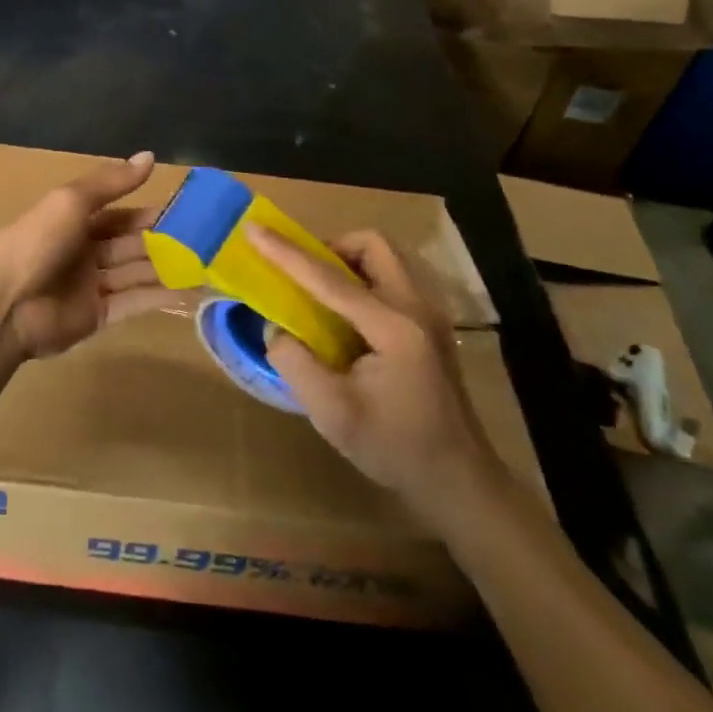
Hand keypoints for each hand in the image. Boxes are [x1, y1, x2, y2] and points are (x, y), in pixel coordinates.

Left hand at [0, 152, 195, 360]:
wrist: (4, 306)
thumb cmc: (35, 242)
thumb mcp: (71, 201)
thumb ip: (111, 182)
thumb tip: (150, 156)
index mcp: (72, 221)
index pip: (118, 214)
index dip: (148, 212)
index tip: (186, 209)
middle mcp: (83, 251)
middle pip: (129, 244)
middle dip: (163, 241)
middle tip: (206, 238)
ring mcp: (90, 285)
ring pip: (135, 272)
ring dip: (167, 268)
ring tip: (208, 263)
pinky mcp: (96, 316)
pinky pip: (133, 302)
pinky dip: (159, 296)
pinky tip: (190, 290)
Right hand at [252, 225, 507, 536]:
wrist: (459, 482)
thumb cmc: (395, 448)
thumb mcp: (332, 413)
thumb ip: (294, 362)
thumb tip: (276, 328)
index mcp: (393, 327)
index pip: (329, 278)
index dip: (286, 252)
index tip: (253, 228)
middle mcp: (416, 307)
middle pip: (372, 246)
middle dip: (331, 247)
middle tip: (303, 274)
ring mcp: (429, 314)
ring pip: (386, 258)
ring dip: (348, 261)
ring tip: (321, 294)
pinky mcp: (430, 326)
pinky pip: (393, 278)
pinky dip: (363, 279)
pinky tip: (347, 318)